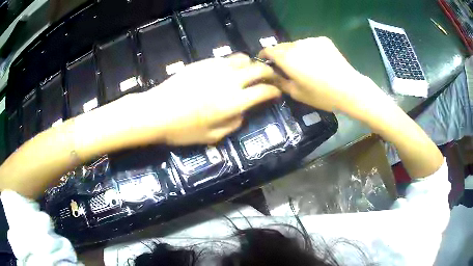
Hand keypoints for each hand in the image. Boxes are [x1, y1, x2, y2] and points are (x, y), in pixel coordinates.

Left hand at [143, 54, 280, 144]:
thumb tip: (243, 112)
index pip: (264, 90)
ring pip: (243, 58)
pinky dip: (233, 63)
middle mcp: (229, 80)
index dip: (274, 91)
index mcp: (234, 101)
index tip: (276, 93)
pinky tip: (228, 70)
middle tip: (270, 78)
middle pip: (258, 69)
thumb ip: (234, 123)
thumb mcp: (212, 137)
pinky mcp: (203, 62)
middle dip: (269, 72)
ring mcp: (216, 68)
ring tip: (250, 72)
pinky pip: (225, 58)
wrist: (156, 112)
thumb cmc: (183, 130)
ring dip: (251, 64)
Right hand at [259, 37, 380, 112]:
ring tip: (305, 65)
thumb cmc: (322, 95)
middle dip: (280, 55)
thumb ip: (279, 82)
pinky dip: (308, 50)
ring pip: (296, 44)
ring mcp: (311, 40)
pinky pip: (309, 44)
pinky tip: (318, 61)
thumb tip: (271, 75)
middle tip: (286, 68)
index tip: (266, 63)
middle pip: (281, 46)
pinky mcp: (323, 40)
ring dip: (295, 52)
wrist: (349, 89)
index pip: (268, 50)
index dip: (264, 56)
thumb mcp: (296, 94)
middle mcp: (296, 44)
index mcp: (287, 58)